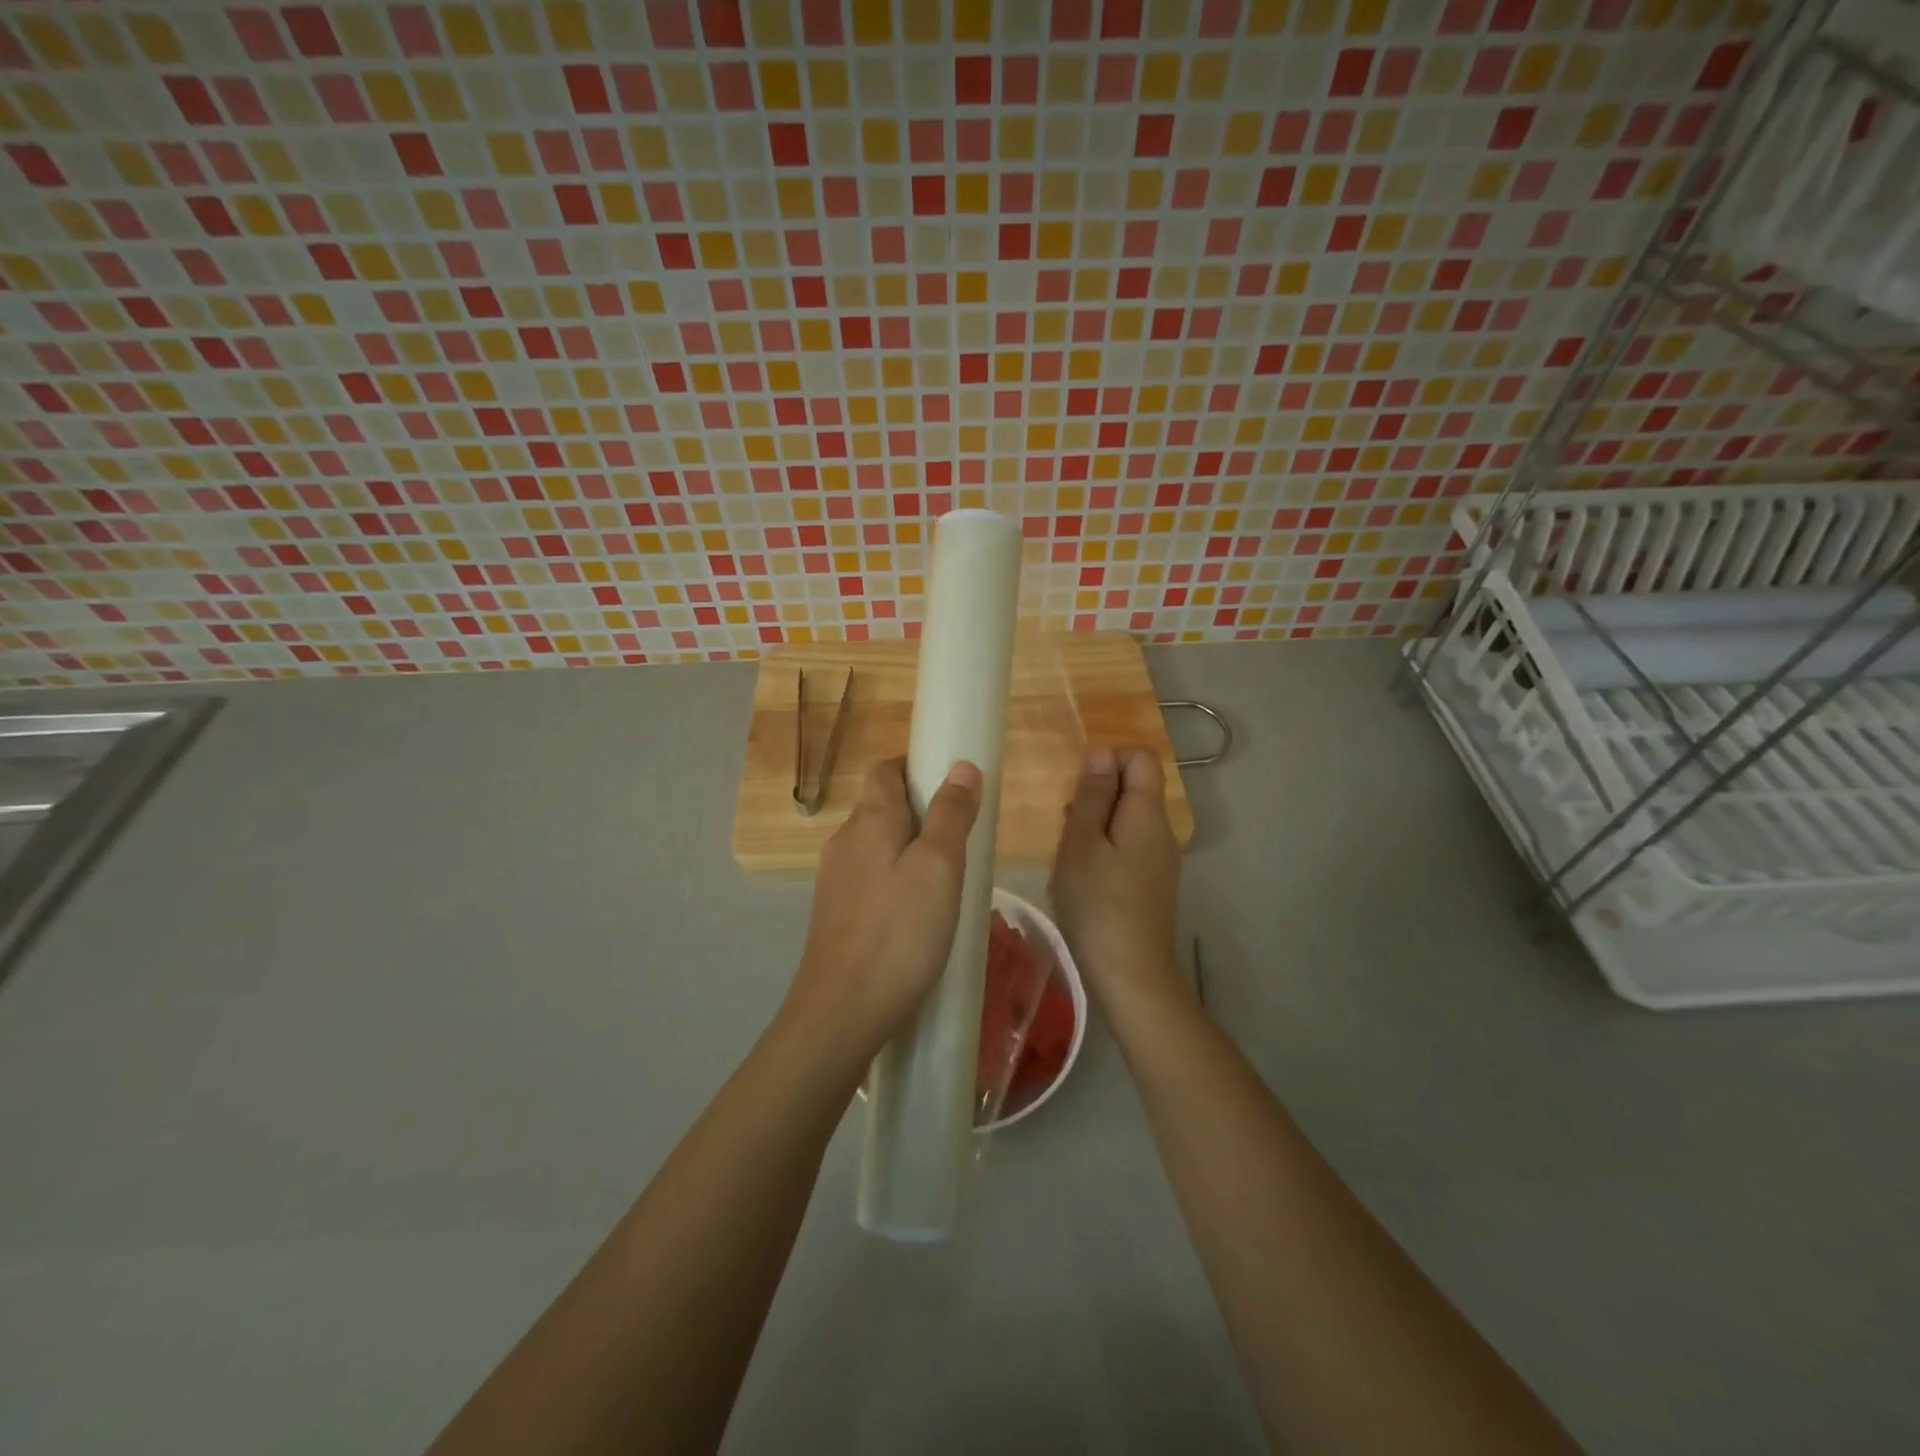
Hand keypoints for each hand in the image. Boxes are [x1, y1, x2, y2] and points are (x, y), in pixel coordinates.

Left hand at [784, 757, 982, 1065]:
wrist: (842, 1012)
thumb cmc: (899, 933)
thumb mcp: (939, 868)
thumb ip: (950, 814)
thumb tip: (961, 766)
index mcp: (869, 821)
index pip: (884, 770)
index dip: (915, 766)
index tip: (951, 784)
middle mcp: (844, 842)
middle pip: (881, 807)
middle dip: (920, 811)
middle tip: (961, 838)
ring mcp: (836, 881)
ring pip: (877, 846)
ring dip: (910, 849)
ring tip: (948, 879)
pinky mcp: (836, 915)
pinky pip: (871, 879)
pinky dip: (896, 881)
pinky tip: (919, 914)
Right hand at [1049, 749, 1186, 1024]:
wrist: (1131, 974)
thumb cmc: (1098, 903)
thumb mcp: (1082, 843)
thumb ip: (1092, 796)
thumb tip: (1102, 754)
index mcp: (1148, 813)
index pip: (1141, 757)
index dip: (1109, 759)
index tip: (1077, 787)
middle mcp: (1163, 830)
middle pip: (1135, 788)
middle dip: (1097, 794)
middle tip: (1066, 824)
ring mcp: (1161, 859)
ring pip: (1128, 819)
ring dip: (1096, 823)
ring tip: (1069, 852)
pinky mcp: (1153, 883)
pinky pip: (1129, 846)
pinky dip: (1105, 848)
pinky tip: (1083, 875)